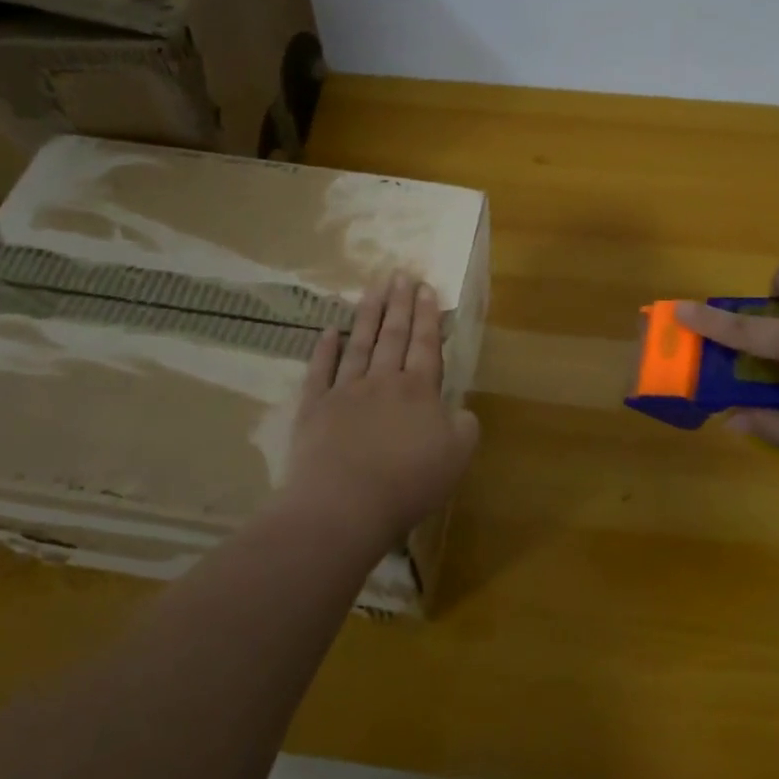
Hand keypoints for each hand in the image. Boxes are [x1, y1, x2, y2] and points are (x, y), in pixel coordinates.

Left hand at [282, 272, 479, 539]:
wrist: (345, 504)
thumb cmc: (408, 483)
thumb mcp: (457, 457)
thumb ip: (463, 426)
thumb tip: (459, 410)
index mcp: (419, 391)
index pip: (426, 345)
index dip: (428, 315)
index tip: (426, 287)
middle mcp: (383, 382)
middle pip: (394, 336)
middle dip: (399, 303)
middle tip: (400, 273)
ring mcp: (346, 392)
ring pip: (359, 344)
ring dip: (368, 315)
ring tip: (373, 288)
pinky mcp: (314, 409)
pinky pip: (320, 371)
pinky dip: (324, 350)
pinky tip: (328, 331)